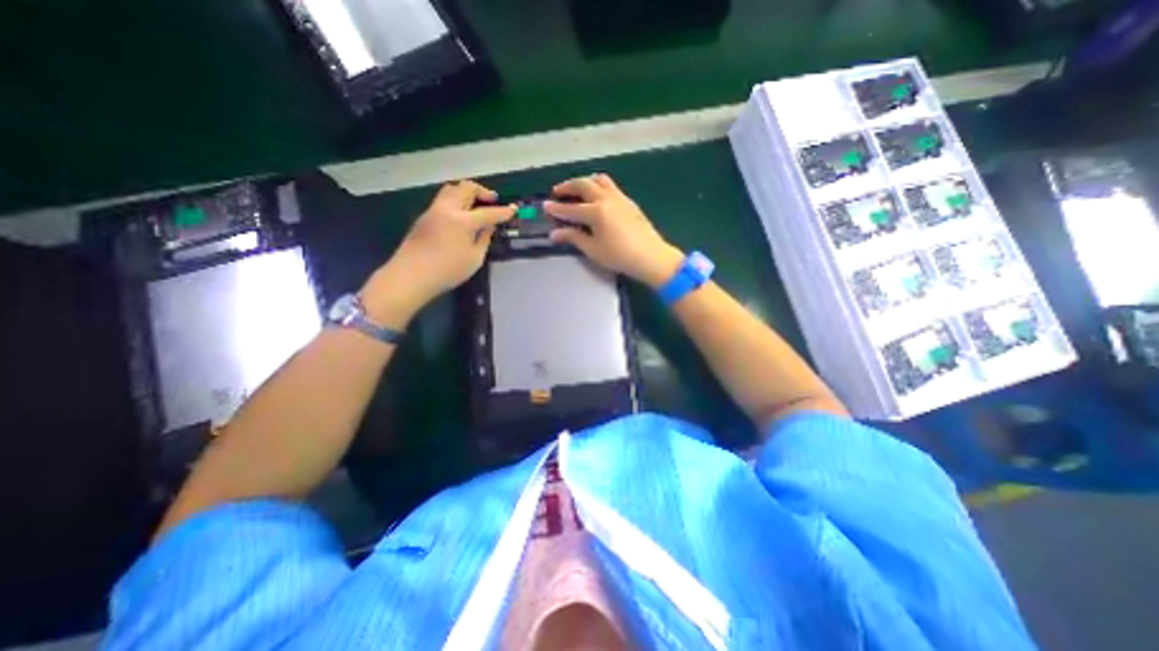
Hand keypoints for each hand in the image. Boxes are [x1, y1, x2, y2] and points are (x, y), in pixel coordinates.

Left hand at [359, 180, 509, 324]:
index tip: (514, 209)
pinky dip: (455, 202)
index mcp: (463, 221)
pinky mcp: (424, 217)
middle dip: (482, 191)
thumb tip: (489, 226)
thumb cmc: (448, 270)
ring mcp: (433, 211)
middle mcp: (447, 209)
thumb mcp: (475, 258)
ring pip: (451, 190)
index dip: (503, 211)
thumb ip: (484, 239)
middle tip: (492, 201)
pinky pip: (442, 200)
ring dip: (466, 193)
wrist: (411, 275)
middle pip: (466, 188)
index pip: (488, 212)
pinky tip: (459, 217)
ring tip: (475, 205)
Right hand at [549, 173, 681, 287]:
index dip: (556, 208)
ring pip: (599, 180)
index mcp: (596, 212)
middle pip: (583, 184)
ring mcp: (620, 198)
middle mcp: (606, 199)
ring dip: (585, 181)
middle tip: (558, 192)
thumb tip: (554, 234)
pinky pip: (610, 186)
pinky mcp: (629, 202)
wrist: (651, 256)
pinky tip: (597, 197)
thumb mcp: (593, 249)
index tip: (545, 206)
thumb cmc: (620, 256)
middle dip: (568, 186)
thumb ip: (573, 238)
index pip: (571, 208)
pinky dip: (599, 186)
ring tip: (578, 189)